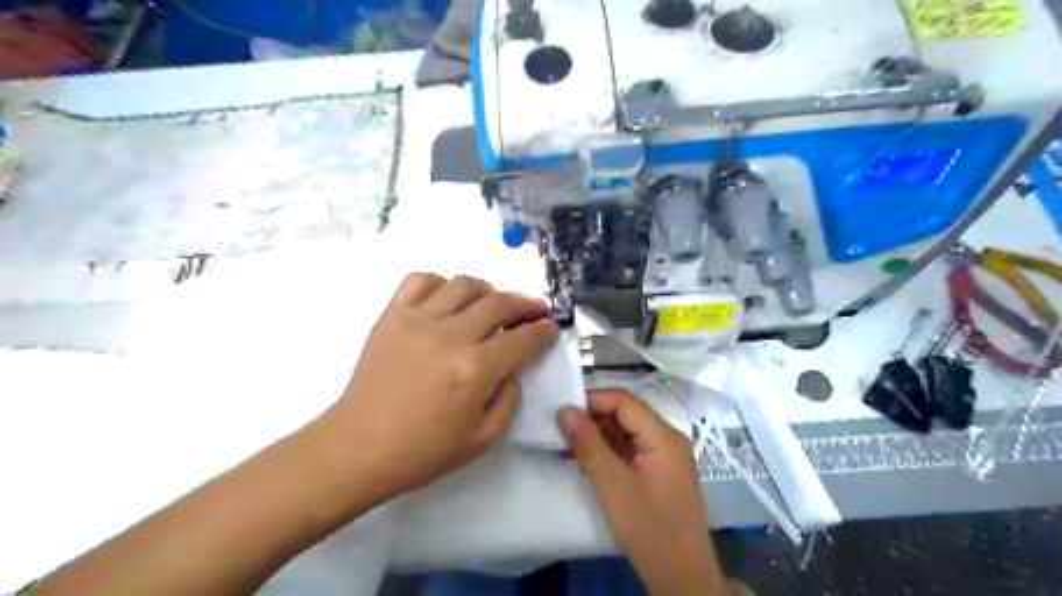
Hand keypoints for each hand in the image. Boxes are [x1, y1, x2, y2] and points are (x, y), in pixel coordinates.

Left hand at [321, 272, 556, 505]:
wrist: (359, 446)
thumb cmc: (423, 450)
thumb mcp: (483, 439)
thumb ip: (509, 399)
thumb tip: (513, 367)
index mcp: (475, 370)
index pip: (522, 339)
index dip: (543, 331)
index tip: (550, 328)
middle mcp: (450, 336)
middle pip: (499, 303)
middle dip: (525, 304)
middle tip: (533, 310)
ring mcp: (418, 320)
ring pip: (464, 284)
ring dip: (488, 290)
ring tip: (492, 303)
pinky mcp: (392, 315)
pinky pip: (421, 280)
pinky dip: (441, 283)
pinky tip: (448, 299)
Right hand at [556, 392, 731, 595]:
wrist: (682, 578)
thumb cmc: (648, 528)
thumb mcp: (612, 484)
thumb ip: (588, 444)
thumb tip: (564, 409)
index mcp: (663, 436)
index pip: (624, 401)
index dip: (593, 399)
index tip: (561, 407)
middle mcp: (667, 440)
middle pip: (626, 414)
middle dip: (593, 417)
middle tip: (560, 426)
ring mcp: (664, 457)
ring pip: (626, 432)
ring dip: (598, 435)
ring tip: (567, 442)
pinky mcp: (658, 473)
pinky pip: (630, 450)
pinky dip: (607, 451)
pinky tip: (584, 459)